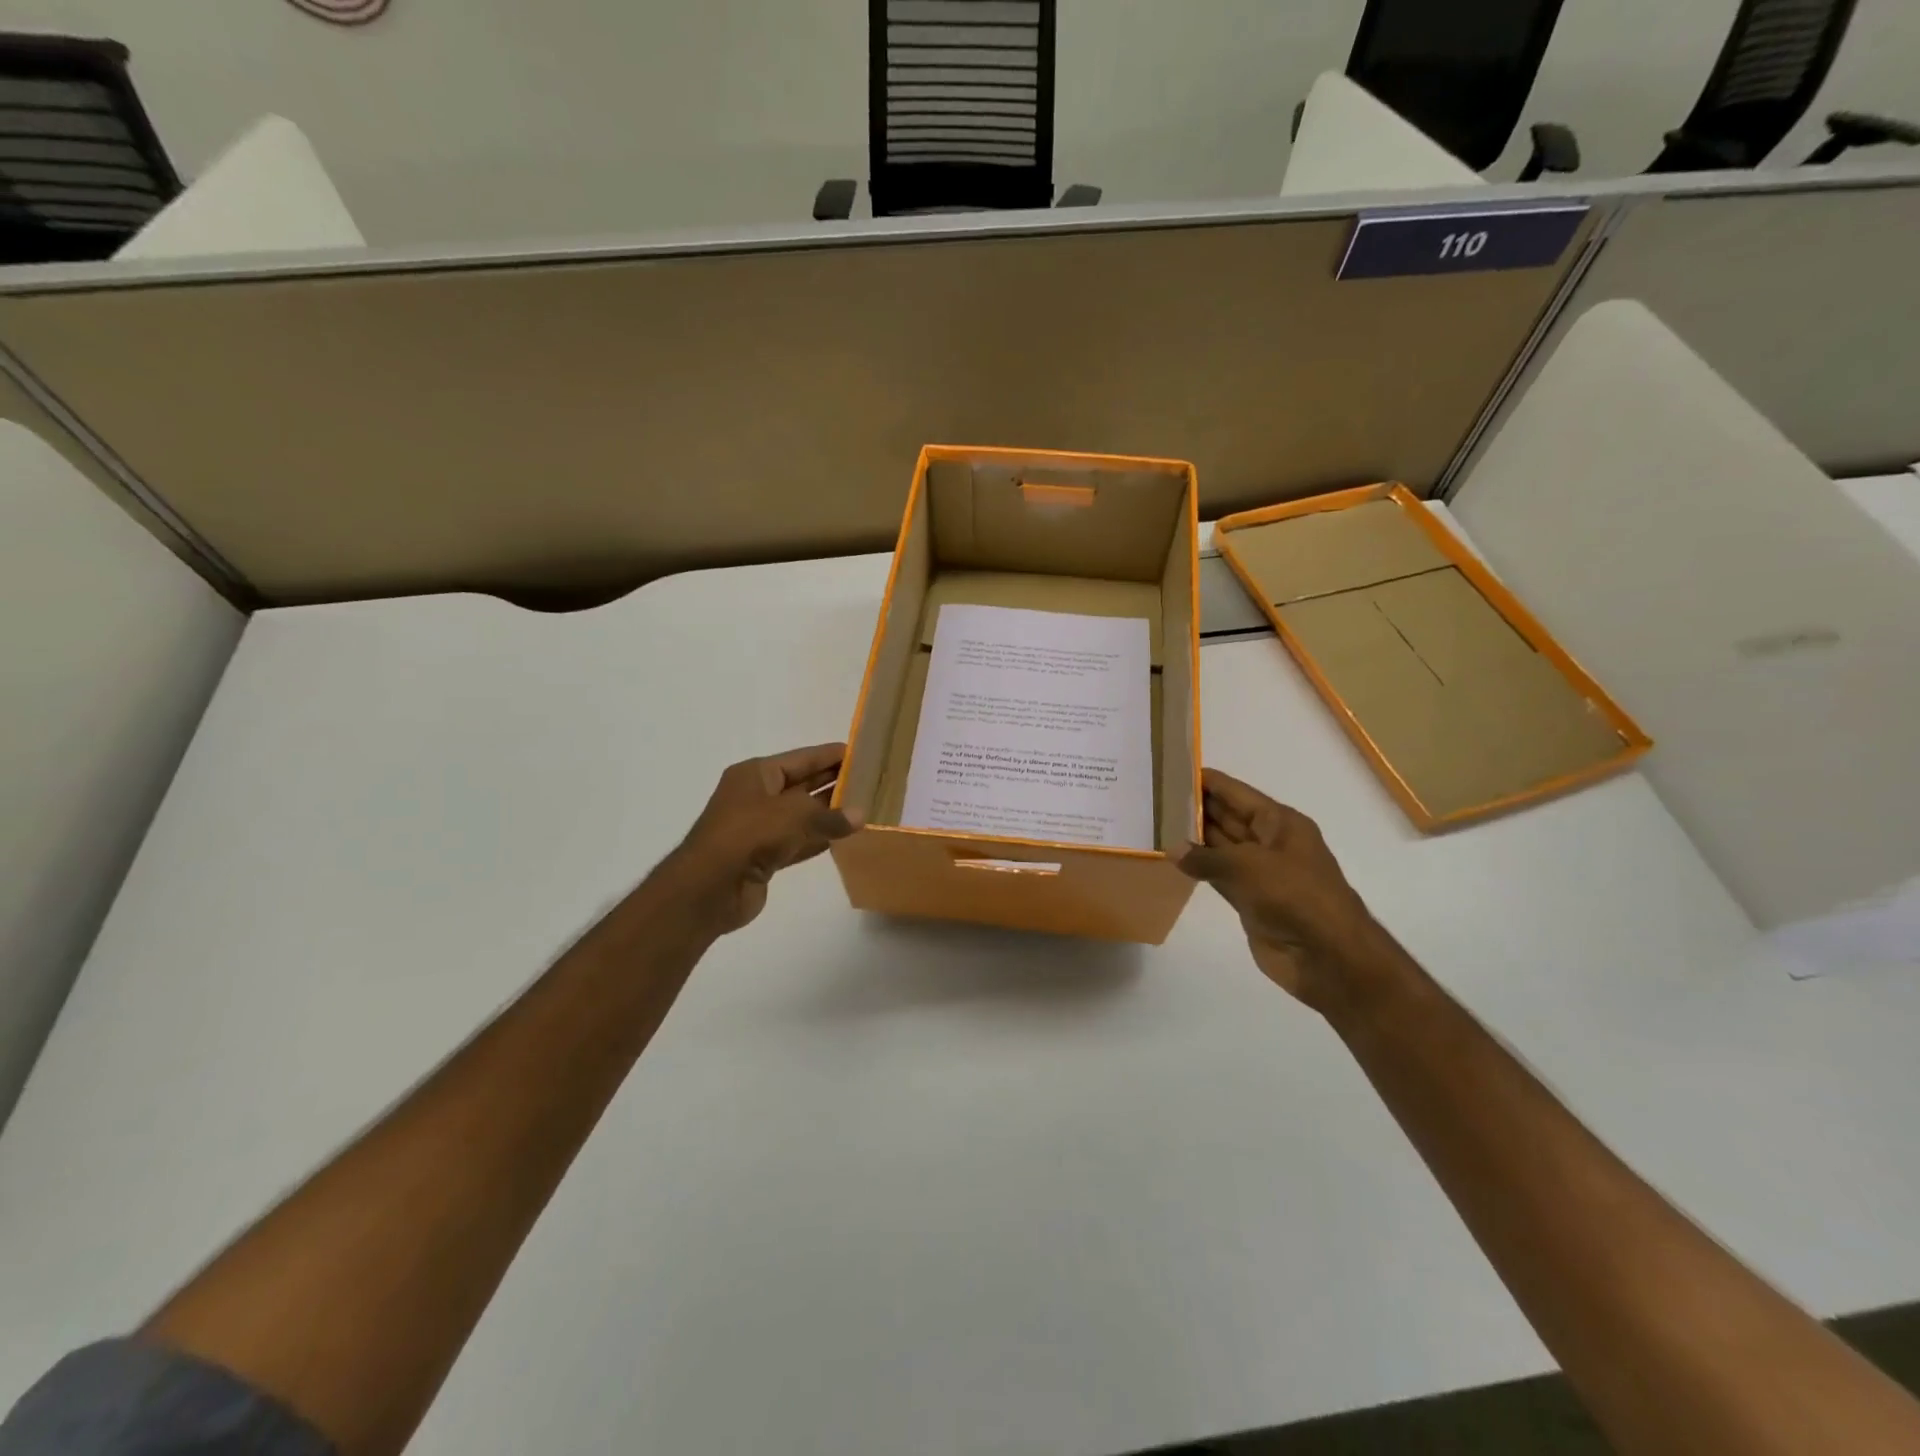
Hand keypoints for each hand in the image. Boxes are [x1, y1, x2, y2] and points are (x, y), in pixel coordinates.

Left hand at [655, 743, 861, 935]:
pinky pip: (799, 841)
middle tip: (871, 780)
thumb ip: (830, 815)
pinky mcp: (765, 856)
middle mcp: (757, 796)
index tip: (862, 753)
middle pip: (803, 784)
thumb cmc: (748, 835)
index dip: (830, 755)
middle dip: (834, 783)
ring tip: (866, 808)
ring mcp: (760, 827)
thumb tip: (861, 815)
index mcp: (756, 774)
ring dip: (830, 814)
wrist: (708, 888)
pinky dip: (820, 839)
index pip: (801, 758)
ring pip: (803, 815)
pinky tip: (846, 838)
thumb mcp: (794, 816)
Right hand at [1178, 769, 1396, 1013]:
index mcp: (1280, 822)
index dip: (1207, 781)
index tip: (1173, 770)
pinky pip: (1219, 876)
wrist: (1328, 956)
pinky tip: (1173, 860)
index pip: (1236, 793)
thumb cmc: (1294, 896)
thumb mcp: (1247, 867)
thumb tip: (1172, 849)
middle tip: (1155, 798)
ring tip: (1156, 824)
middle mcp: (1270, 842)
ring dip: (1193, 839)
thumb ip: (1205, 857)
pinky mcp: (1251, 900)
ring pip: (1221, 848)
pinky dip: (1199, 868)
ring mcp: (1261, 873)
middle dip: (1195, 808)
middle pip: (1227, 817)